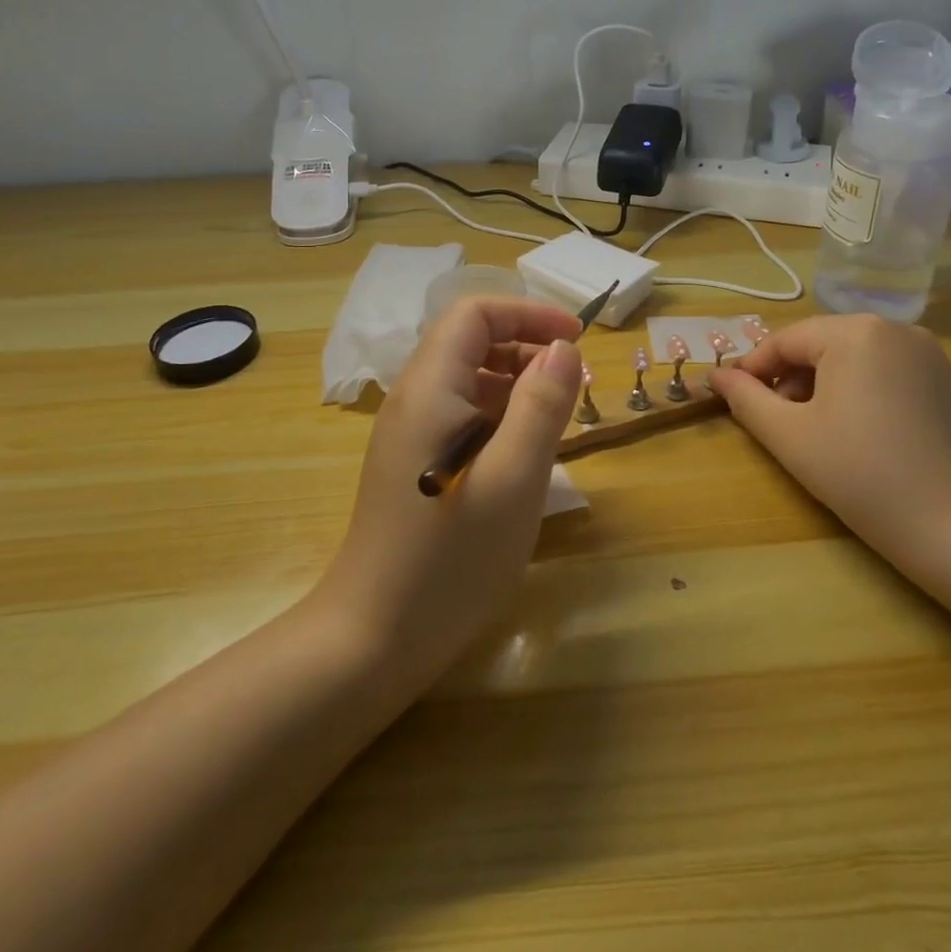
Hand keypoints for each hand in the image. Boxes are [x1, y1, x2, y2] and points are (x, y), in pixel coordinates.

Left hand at [314, 296, 583, 688]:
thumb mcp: (515, 476)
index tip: (577, 340)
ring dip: (517, 385)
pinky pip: (461, 417)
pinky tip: (525, 454)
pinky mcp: (412, 465)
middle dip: (527, 349)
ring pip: (468, 382)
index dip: (529, 314)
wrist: (373, 637)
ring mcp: (409, 434)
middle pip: (471, 343)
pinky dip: (499, 418)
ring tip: (559, 420)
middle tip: (576, 385)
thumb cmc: (451, 556)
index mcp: (430, 388)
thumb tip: (563, 349)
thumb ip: (542, 404)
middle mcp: (413, 399)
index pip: (475, 313)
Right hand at [707, 315, 950, 559]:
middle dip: (789, 379)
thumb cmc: (860, 474)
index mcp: (855, 332)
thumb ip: (746, 399)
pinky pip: (884, 371)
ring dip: (821, 385)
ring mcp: (927, 352)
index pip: (786, 340)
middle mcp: (895, 328)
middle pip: (820, 344)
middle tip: (775, 422)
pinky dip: (857, 391)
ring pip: (852, 357)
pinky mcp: (945, 380)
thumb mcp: (789, 435)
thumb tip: (716, 376)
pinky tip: (854, 432)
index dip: (753, 369)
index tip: (731, 399)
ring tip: (813, 430)